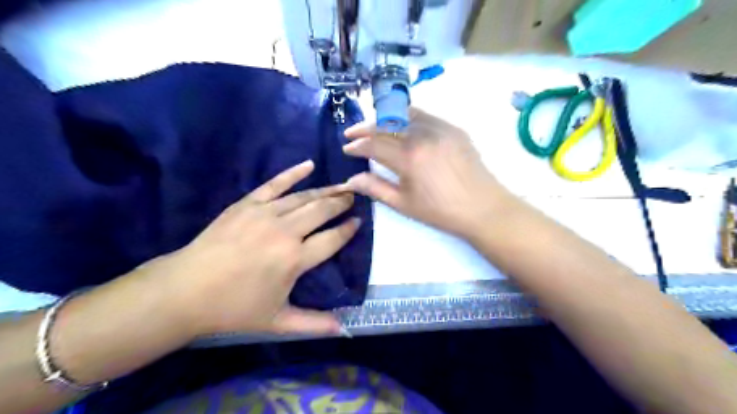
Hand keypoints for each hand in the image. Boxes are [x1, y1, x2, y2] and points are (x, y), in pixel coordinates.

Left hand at [141, 160, 359, 337]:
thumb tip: (344, 330)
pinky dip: (293, 173)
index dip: (349, 229)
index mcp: (295, 260)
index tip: (358, 221)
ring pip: (304, 197)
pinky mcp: (247, 204)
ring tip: (342, 186)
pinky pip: (275, 184)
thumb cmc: (234, 308)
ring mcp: (265, 214)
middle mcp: (286, 232)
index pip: (333, 239)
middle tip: (355, 196)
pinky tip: (310, 165)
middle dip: (342, 203)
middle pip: (322, 211)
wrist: (185, 291)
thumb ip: (314, 324)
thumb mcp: (278, 322)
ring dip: (326, 191)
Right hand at [342, 107, 510, 236]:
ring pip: (404, 114)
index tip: (346, 148)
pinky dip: (408, 118)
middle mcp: (423, 135)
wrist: (483, 207)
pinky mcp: (453, 128)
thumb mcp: (404, 204)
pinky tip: (403, 126)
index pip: (374, 144)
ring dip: (385, 119)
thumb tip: (350, 180)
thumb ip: (375, 188)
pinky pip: (425, 116)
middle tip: (352, 133)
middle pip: (386, 124)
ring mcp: (440, 128)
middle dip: (365, 128)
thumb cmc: (441, 211)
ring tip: (375, 127)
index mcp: (409, 157)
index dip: (357, 145)